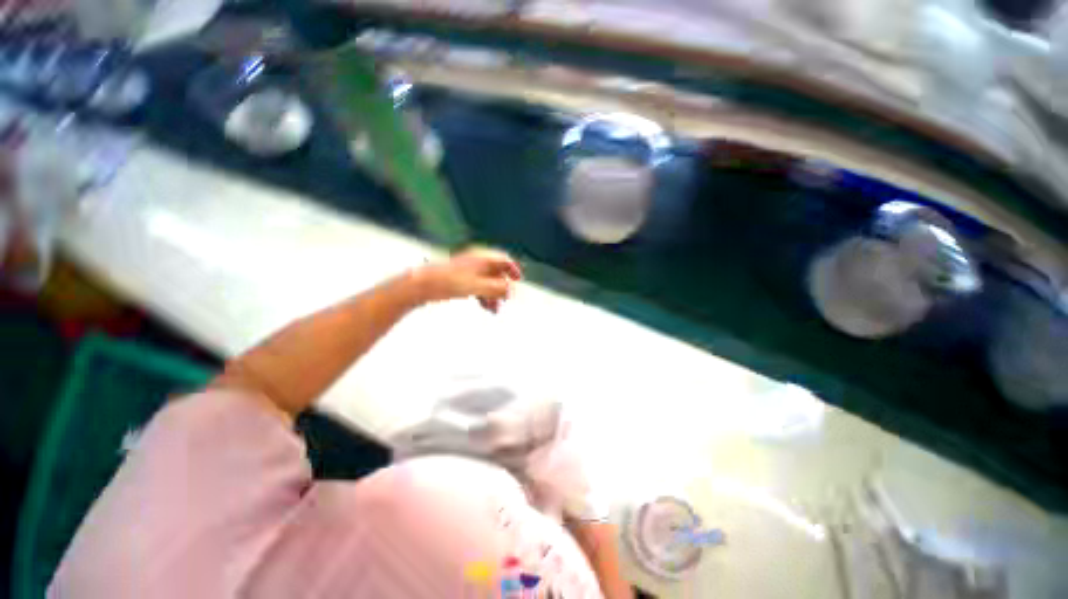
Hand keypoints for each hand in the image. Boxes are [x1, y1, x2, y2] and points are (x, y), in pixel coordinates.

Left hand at [413, 248, 521, 312]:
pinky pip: (477, 285)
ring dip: (493, 294)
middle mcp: (476, 261)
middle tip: (506, 300)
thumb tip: (512, 291)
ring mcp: (467, 270)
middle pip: (496, 272)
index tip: (518, 280)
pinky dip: (483, 295)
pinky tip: (484, 306)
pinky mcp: (459, 278)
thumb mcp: (478, 287)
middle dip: (503, 287)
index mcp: (482, 258)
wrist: (422, 284)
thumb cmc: (449, 283)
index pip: (504, 260)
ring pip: (487, 281)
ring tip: (495, 309)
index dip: (513, 270)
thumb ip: (497, 289)